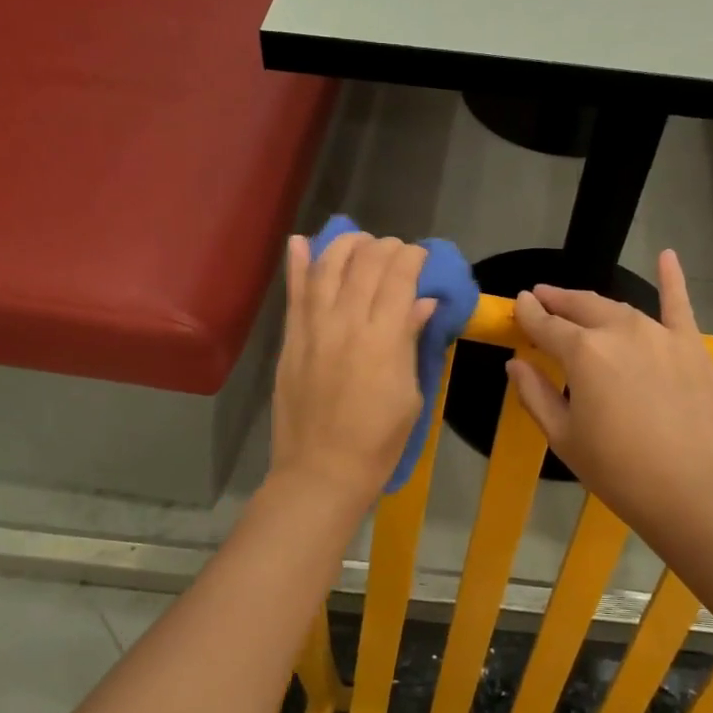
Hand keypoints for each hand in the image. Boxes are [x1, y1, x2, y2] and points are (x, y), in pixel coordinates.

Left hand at [270, 232, 435, 511]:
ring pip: (328, 267)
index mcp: (384, 337)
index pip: (399, 276)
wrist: (322, 472)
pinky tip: (302, 242)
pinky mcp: (291, 340)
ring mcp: (314, 328)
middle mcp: (347, 321)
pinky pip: (294, 293)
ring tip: (359, 241)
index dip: (412, 257)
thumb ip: (412, 342)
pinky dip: (298, 264)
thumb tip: (422, 303)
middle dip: (385, 247)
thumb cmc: (379, 442)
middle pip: (366, 263)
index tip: (421, 258)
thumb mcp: (411, 395)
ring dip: (346, 245)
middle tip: (396, 252)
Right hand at [507, 250, 712, 539]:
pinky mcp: (692, 346)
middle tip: (543, 300)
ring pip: (620, 309)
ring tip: (580, 304)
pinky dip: (672, 278)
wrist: (694, 490)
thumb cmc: (619, 470)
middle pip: (581, 307)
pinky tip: (667, 255)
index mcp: (582, 352)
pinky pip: (679, 305)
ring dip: (595, 305)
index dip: (529, 313)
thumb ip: (536, 394)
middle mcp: (619, 331)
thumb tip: (516, 364)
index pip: (546, 324)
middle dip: (558, 301)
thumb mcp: (564, 437)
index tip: (519, 304)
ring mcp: (660, 334)